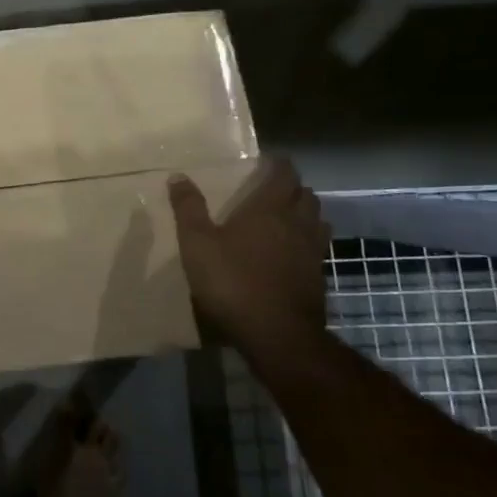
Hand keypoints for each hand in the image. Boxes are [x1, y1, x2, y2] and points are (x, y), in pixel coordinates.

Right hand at [168, 157, 328, 348]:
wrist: (277, 336)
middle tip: (274, 189)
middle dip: (293, 188)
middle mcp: (297, 224)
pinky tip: (292, 254)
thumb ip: (188, 208)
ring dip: (306, 214)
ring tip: (287, 217)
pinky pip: (317, 249)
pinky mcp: (318, 279)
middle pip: (306, 196)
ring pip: (318, 221)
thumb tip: (178, 176)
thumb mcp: (197, 244)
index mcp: (269, 209)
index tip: (269, 161)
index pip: (285, 175)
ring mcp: (312, 253)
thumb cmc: (233, 282)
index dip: (280, 165)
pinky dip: (308, 242)